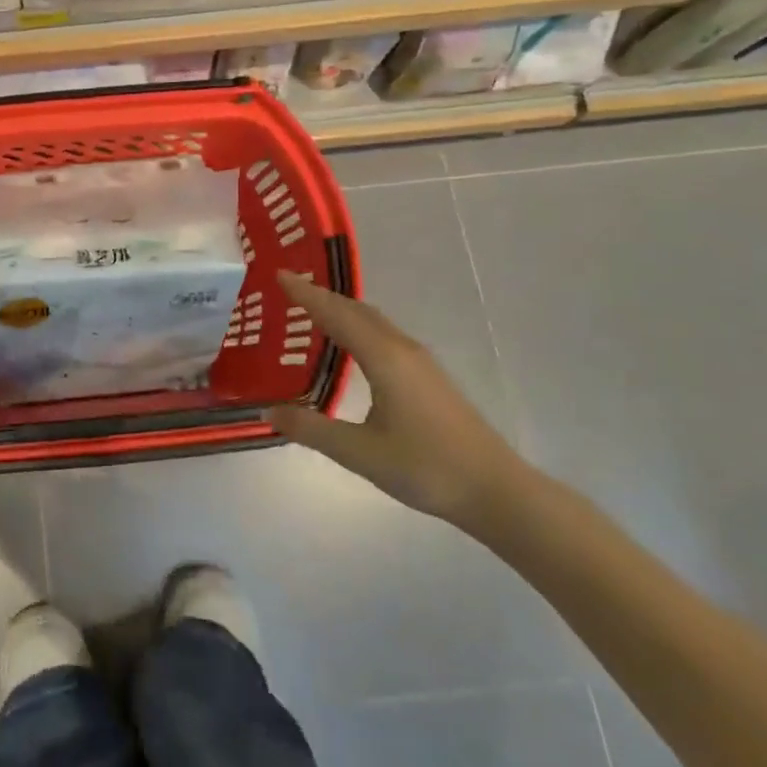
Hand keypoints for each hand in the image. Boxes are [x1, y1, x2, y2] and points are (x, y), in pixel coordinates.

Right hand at [268, 271, 530, 529]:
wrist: (497, 491)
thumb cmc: (427, 468)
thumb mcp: (360, 453)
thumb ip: (312, 429)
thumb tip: (269, 411)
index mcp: (384, 358)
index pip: (337, 314)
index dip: (306, 293)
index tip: (279, 275)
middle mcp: (402, 350)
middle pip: (357, 310)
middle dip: (322, 296)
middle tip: (289, 289)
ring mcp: (421, 363)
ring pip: (374, 322)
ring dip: (342, 310)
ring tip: (313, 311)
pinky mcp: (430, 378)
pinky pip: (384, 335)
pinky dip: (358, 327)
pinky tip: (352, 345)